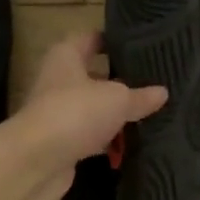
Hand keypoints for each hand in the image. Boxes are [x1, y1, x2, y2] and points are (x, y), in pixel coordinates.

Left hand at [10, 32, 165, 199]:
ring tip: (150, 114)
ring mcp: (59, 114)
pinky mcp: (63, 143)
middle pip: (94, 76)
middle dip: (121, 82)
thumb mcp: (117, 99)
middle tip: (154, 83)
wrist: (36, 160)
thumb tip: (163, 92)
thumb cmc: (76, 112)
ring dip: (116, 115)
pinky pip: (92, 137)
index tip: (141, 46)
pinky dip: (108, 141)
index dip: (114, 41)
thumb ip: (140, 96)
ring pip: (94, 109)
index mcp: (66, 57)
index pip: (92, 39)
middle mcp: (59, 81)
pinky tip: (132, 144)